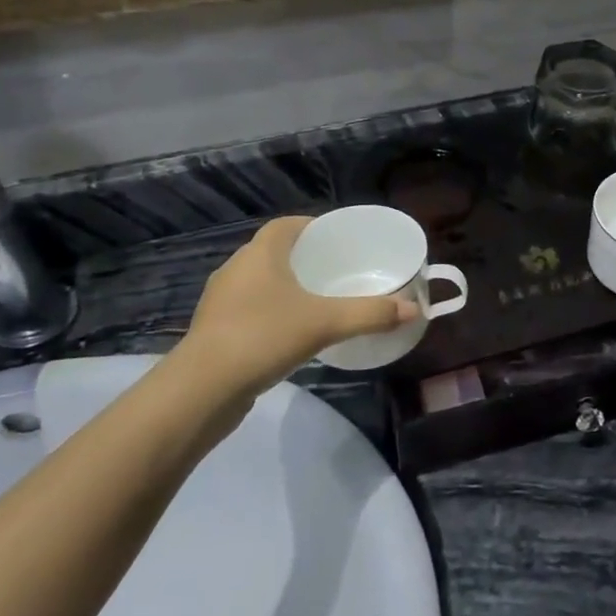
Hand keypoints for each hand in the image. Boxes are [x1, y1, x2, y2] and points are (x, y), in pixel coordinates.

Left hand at [181, 217, 419, 397]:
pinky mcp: (215, 331)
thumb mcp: (325, 323)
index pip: (287, 225)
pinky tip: (291, 334)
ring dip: (286, 287)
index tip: (338, 240)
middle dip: (305, 258)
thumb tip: (414, 308)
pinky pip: (250, 310)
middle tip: (338, 271)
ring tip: (319, 302)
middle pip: (274, 252)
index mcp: (260, 253)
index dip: (313, 227)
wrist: (201, 390)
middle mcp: (237, 268)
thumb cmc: (263, 337)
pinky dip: (272, 314)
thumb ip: (370, 313)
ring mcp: (221, 301)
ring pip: (261, 283)